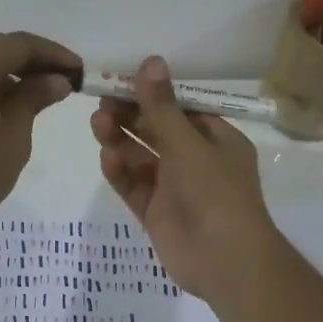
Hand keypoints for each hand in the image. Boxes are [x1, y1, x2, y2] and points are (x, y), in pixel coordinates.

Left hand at [0, 31, 80, 238]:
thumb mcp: (14, 134)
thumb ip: (34, 99)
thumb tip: (55, 80)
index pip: (19, 44)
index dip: (53, 54)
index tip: (79, 72)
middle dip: (31, 62)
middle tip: (63, 82)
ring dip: (9, 74)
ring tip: (40, 97)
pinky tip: (10, 107)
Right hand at [89, 55, 281, 299]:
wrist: (225, 260)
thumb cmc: (216, 192)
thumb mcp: (189, 143)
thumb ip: (163, 106)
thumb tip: (150, 61)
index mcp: (217, 140)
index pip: (181, 108)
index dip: (153, 93)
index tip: (122, 79)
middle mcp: (196, 161)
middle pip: (157, 131)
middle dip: (131, 115)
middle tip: (101, 100)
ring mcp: (175, 188)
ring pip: (142, 158)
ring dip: (121, 139)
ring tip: (97, 122)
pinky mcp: (156, 212)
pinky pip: (135, 186)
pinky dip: (121, 171)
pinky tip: (106, 157)